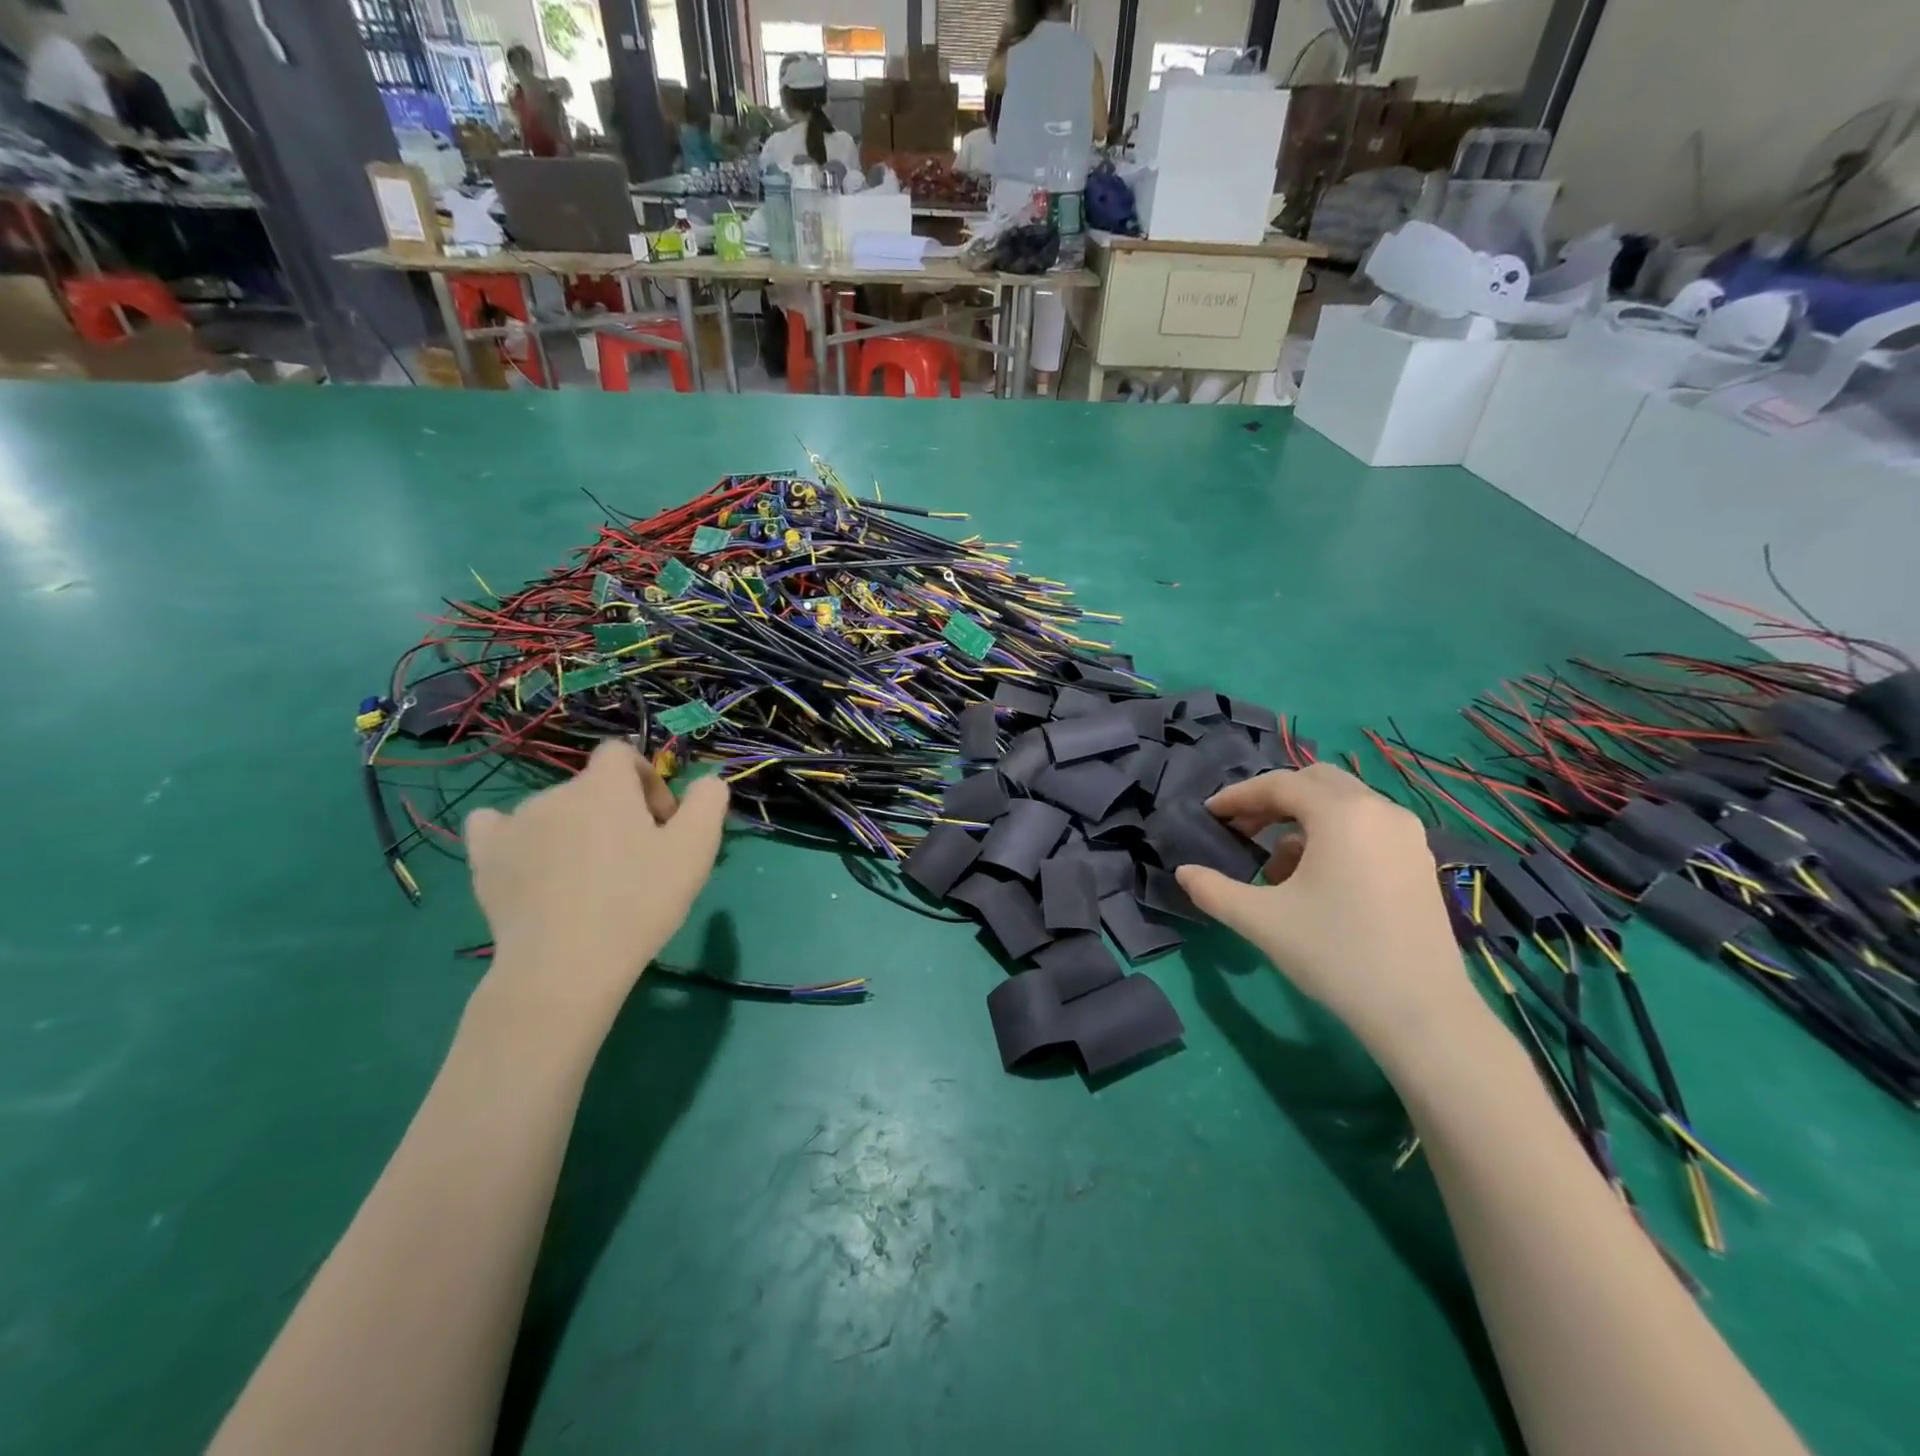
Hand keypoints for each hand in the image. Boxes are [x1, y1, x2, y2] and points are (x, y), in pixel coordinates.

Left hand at [464, 741, 729, 1025]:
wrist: (565, 966)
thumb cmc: (639, 901)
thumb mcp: (695, 849)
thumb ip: (708, 801)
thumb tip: (706, 780)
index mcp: (605, 786)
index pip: (622, 754)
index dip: (647, 781)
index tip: (661, 823)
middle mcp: (556, 792)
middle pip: (592, 788)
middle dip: (617, 813)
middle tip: (636, 860)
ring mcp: (514, 824)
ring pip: (554, 811)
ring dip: (576, 830)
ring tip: (588, 878)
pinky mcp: (485, 858)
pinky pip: (495, 826)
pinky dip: (515, 836)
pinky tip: (529, 860)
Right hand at [1174, 765, 1477, 1053]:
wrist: (1420, 1012)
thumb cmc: (1334, 953)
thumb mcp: (1260, 920)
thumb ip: (1213, 890)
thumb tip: (1183, 872)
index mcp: (1342, 814)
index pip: (1280, 785)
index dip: (1238, 796)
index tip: (1209, 814)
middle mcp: (1379, 810)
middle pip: (1315, 783)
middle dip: (1272, 800)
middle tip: (1241, 828)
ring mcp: (1407, 835)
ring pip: (1343, 805)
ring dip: (1302, 820)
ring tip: (1274, 865)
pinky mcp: (1419, 861)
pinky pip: (1365, 827)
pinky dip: (1332, 836)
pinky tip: (1314, 880)